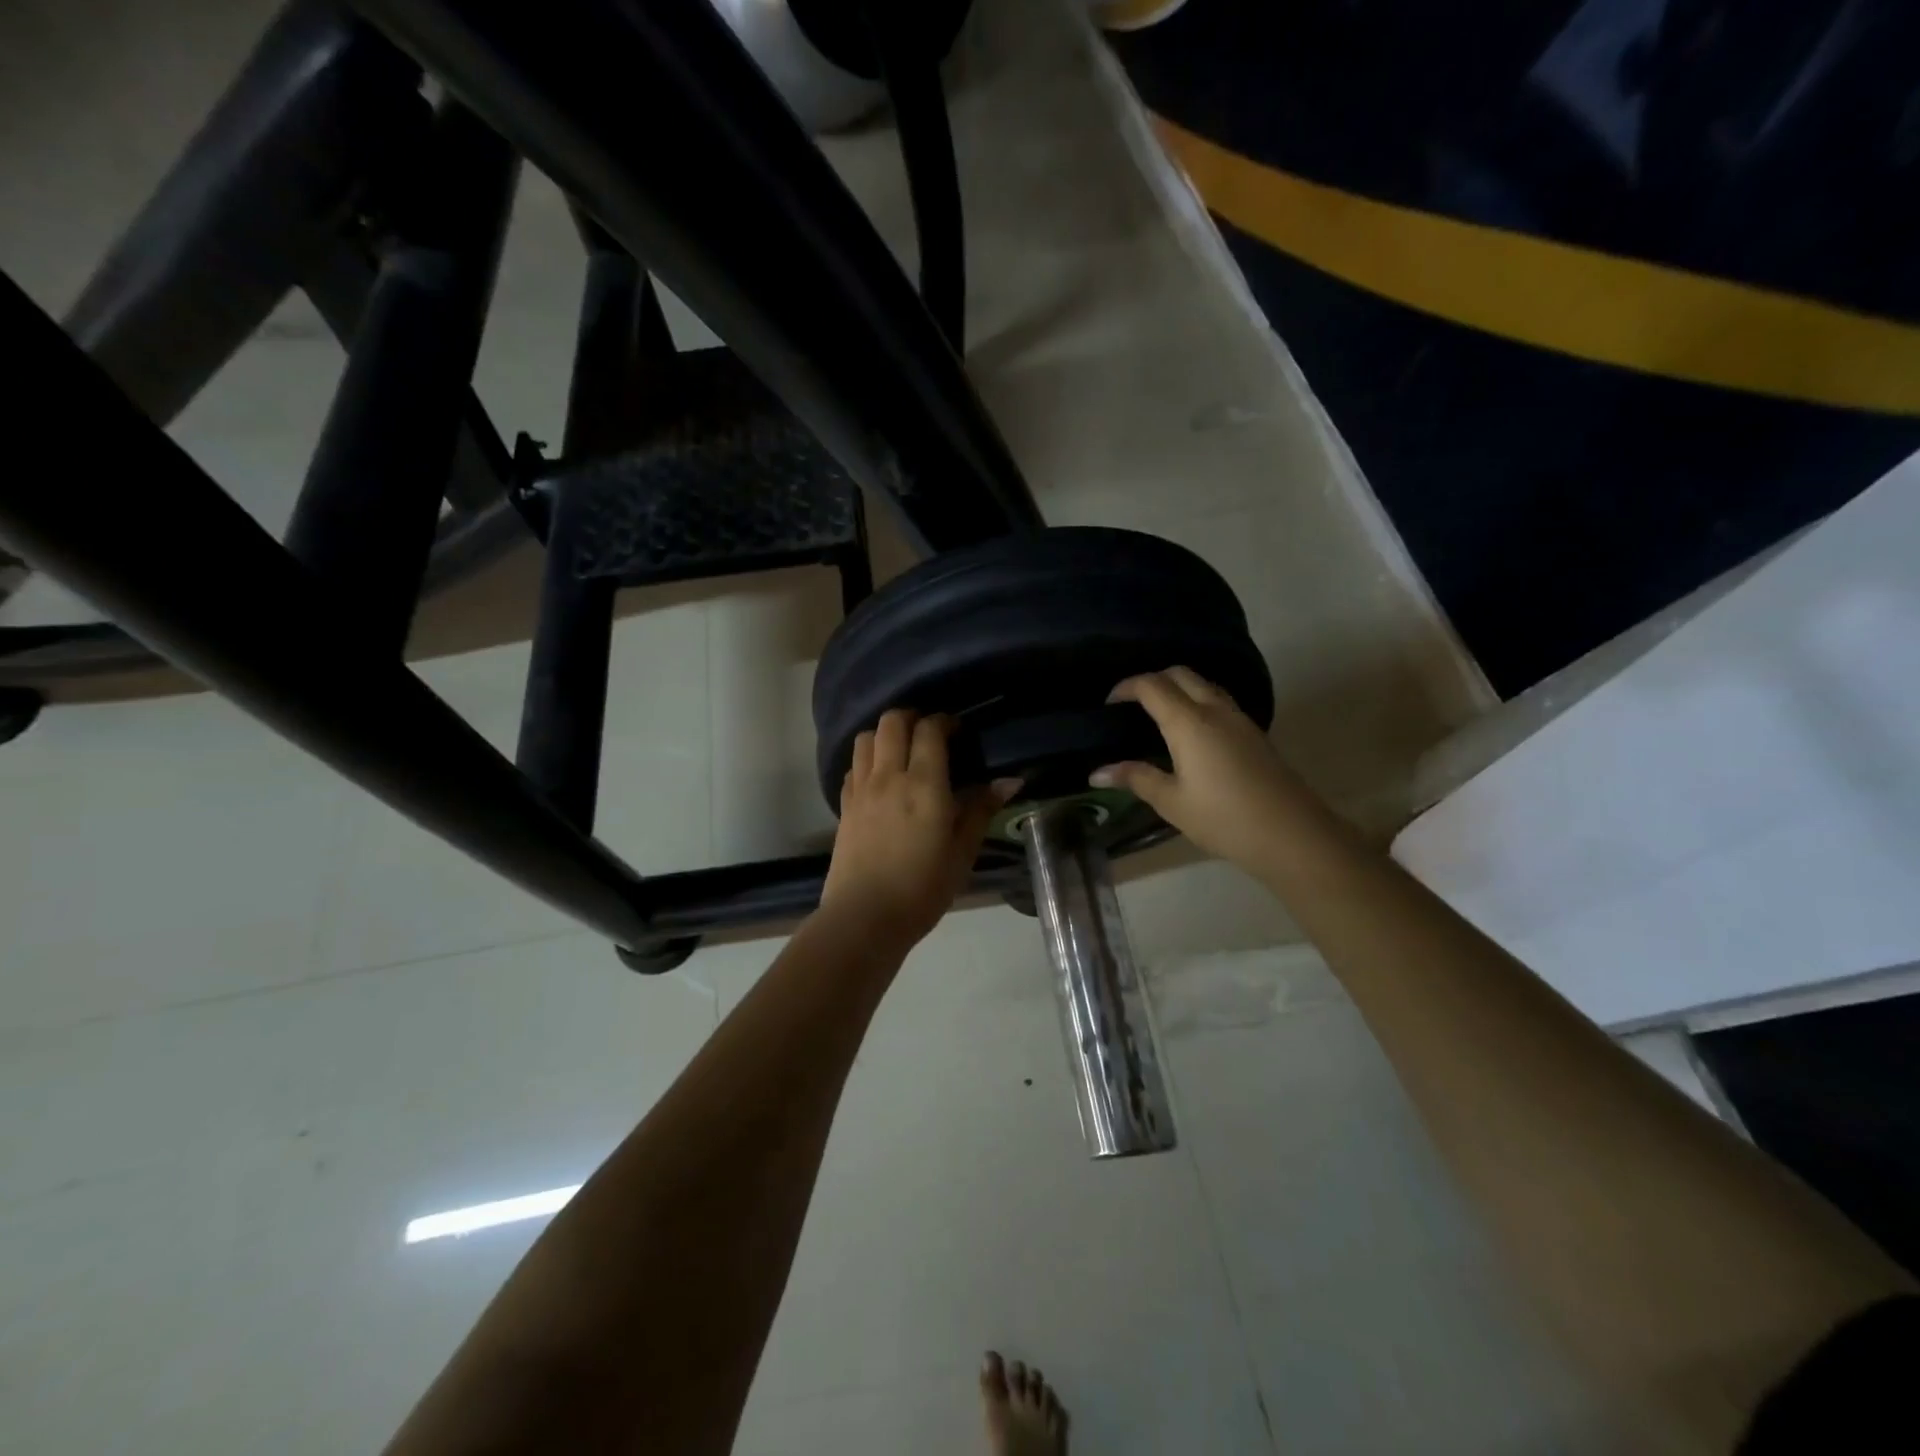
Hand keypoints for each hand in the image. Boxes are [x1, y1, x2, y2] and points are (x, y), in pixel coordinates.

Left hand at [819, 710, 1005, 946]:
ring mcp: (861, 789)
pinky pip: (853, 766)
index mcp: (923, 783)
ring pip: (866, 738)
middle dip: (912, 717)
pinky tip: (880, 779)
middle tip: (929, 734)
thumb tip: (1010, 780)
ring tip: (902, 751)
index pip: (929, 730)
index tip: (957, 731)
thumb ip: (981, 810)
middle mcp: (888, 776)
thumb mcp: (962, 852)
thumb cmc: (922, 888)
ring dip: (885, 734)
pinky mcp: (844, 806)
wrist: (864, 917)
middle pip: (891, 722)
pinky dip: (867, 760)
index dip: (944, 722)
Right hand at [1092, 667, 1319, 873]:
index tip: (1109, 702)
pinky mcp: (1254, 733)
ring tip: (1159, 714)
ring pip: (1204, 684)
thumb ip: (1135, 778)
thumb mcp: (1172, 802)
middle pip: (1180, 674)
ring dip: (1178, 688)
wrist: (1291, 833)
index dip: (1126, 687)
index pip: (1152, 685)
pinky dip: (1197, 701)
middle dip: (1153, 680)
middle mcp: (1215, 709)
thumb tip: (1096, 772)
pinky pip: (1219, 701)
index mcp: (1189, 722)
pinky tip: (1190, 732)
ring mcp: (1239, 719)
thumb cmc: (1223, 818)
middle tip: (1132, 703)